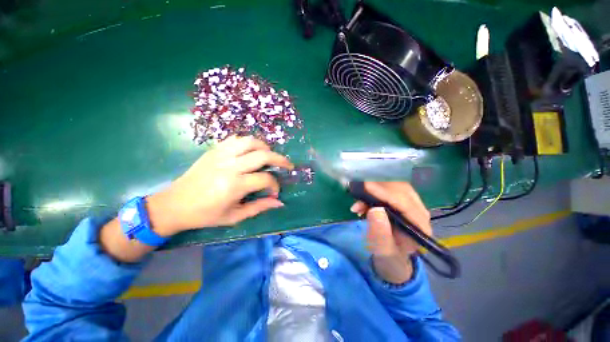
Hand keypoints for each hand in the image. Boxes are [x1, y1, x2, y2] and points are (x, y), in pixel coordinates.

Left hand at [147, 136, 292, 235]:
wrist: (174, 204)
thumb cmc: (205, 214)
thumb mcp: (234, 216)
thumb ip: (259, 207)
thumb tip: (279, 202)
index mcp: (234, 186)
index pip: (265, 179)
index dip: (275, 185)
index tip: (275, 192)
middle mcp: (230, 166)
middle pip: (263, 155)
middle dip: (280, 160)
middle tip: (287, 165)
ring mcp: (221, 155)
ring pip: (251, 142)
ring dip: (265, 147)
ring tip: (270, 156)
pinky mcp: (214, 150)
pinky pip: (236, 139)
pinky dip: (248, 143)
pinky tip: (251, 151)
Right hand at [350, 182, 431, 283]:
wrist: (392, 255)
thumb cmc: (388, 254)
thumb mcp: (382, 250)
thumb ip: (380, 233)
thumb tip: (375, 209)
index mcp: (420, 226)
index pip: (405, 203)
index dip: (385, 193)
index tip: (366, 186)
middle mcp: (420, 212)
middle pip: (401, 190)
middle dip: (378, 188)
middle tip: (358, 192)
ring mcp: (411, 204)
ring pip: (394, 186)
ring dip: (374, 189)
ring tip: (358, 203)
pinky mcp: (401, 199)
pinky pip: (388, 188)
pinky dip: (373, 191)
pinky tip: (361, 202)